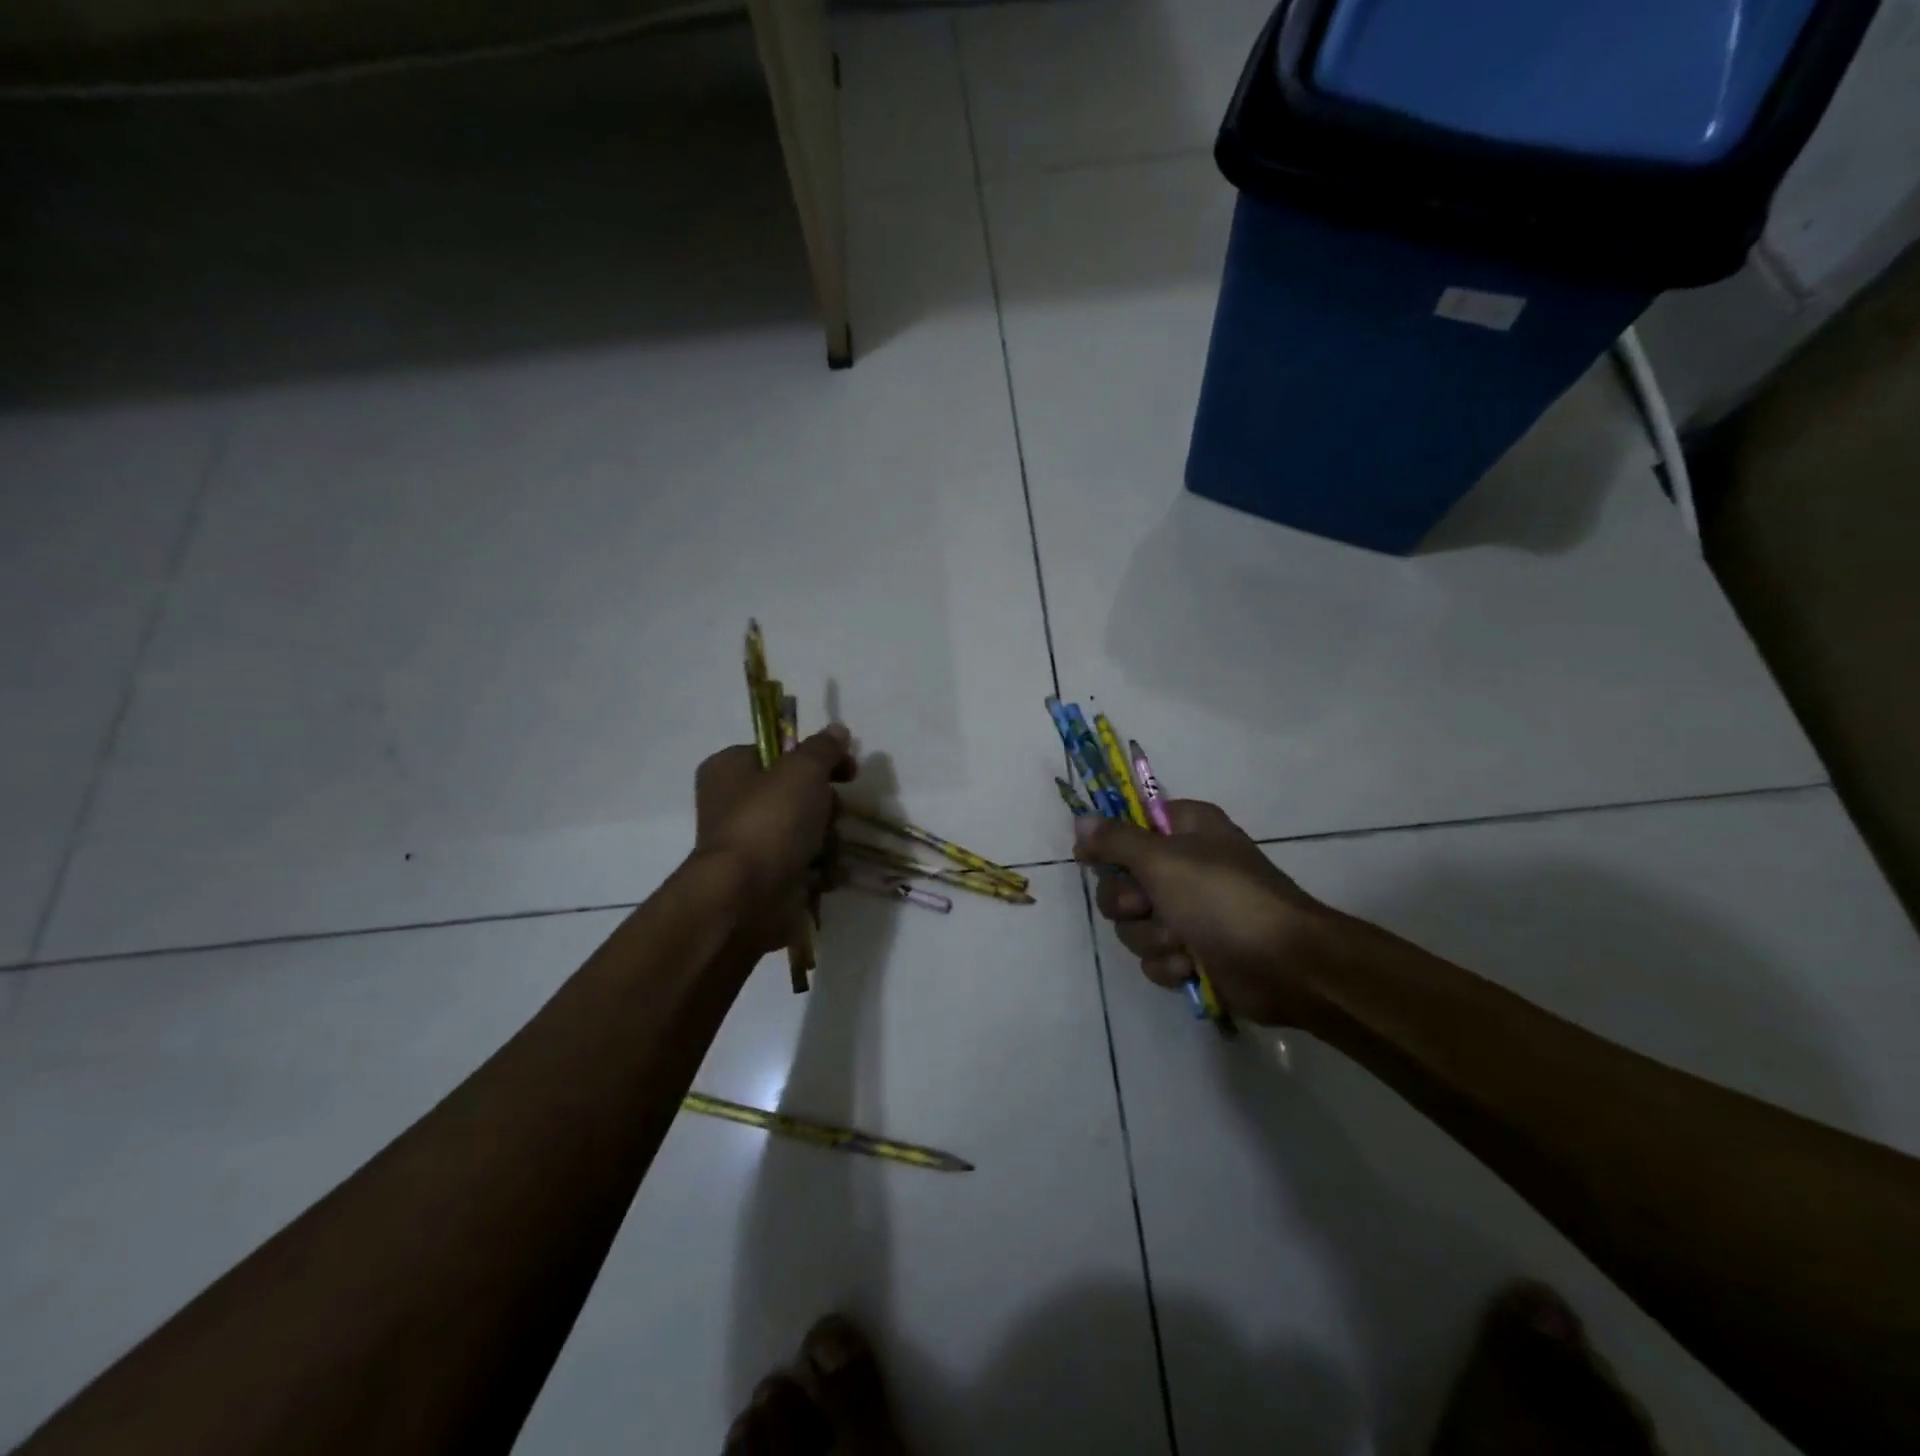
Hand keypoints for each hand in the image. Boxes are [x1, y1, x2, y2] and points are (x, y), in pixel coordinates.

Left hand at [695, 724, 856, 956]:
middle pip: (798, 792)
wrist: (747, 896)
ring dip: (827, 838)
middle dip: (826, 804)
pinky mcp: (766, 876)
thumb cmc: (770, 820)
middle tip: (833, 814)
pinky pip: (805, 862)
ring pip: (807, 828)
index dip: (816, 757)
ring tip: (827, 850)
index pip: (780, 751)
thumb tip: (837, 730)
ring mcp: (751, 842)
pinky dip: (820, 868)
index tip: (846, 769)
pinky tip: (825, 873)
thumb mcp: (803, 770)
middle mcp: (735, 802)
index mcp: (730, 768)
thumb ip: (824, 748)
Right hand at [1076, 800, 1339, 1026]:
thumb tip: (1081, 818)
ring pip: (1133, 924)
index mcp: (1184, 830)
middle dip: (1128, 903)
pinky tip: (1191, 965)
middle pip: (1120, 882)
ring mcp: (1188, 911)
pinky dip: (1169, 963)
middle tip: (1146, 906)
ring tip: (1182, 942)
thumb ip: (1115, 840)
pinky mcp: (1192, 951)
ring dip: (1152, 937)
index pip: (1129, 826)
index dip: (1108, 844)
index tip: (1091, 858)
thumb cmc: (1223, 898)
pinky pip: (1153, 955)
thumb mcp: (1162, 859)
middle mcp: (1184, 866)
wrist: (1284, 965)